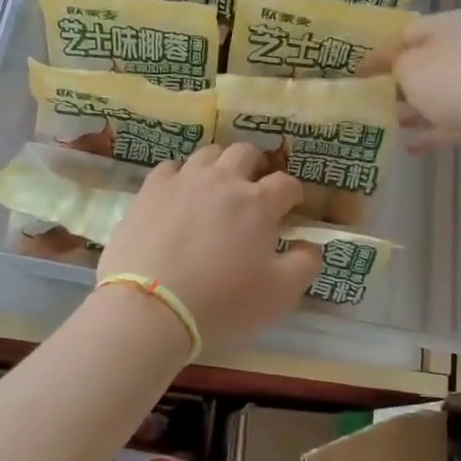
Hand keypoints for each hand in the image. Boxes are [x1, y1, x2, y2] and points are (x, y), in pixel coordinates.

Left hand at [96, 143, 321, 347]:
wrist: (151, 307)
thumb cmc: (222, 302)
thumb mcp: (279, 294)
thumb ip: (305, 264)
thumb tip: (310, 245)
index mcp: (258, 203)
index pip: (286, 183)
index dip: (293, 194)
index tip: (291, 207)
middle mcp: (223, 181)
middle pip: (246, 153)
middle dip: (256, 166)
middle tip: (253, 190)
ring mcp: (183, 181)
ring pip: (207, 154)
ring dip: (219, 167)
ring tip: (216, 189)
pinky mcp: (150, 190)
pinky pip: (171, 168)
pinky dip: (181, 177)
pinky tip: (179, 196)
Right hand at [369, 11, 460, 157]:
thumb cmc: (451, 80)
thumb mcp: (410, 66)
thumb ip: (395, 64)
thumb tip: (397, 66)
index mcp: (453, 25)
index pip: (411, 31)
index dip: (383, 51)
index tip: (361, 71)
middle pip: (429, 62)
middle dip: (401, 81)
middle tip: (375, 96)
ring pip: (441, 93)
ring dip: (416, 107)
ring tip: (389, 122)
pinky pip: (453, 120)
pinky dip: (432, 131)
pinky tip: (410, 146)